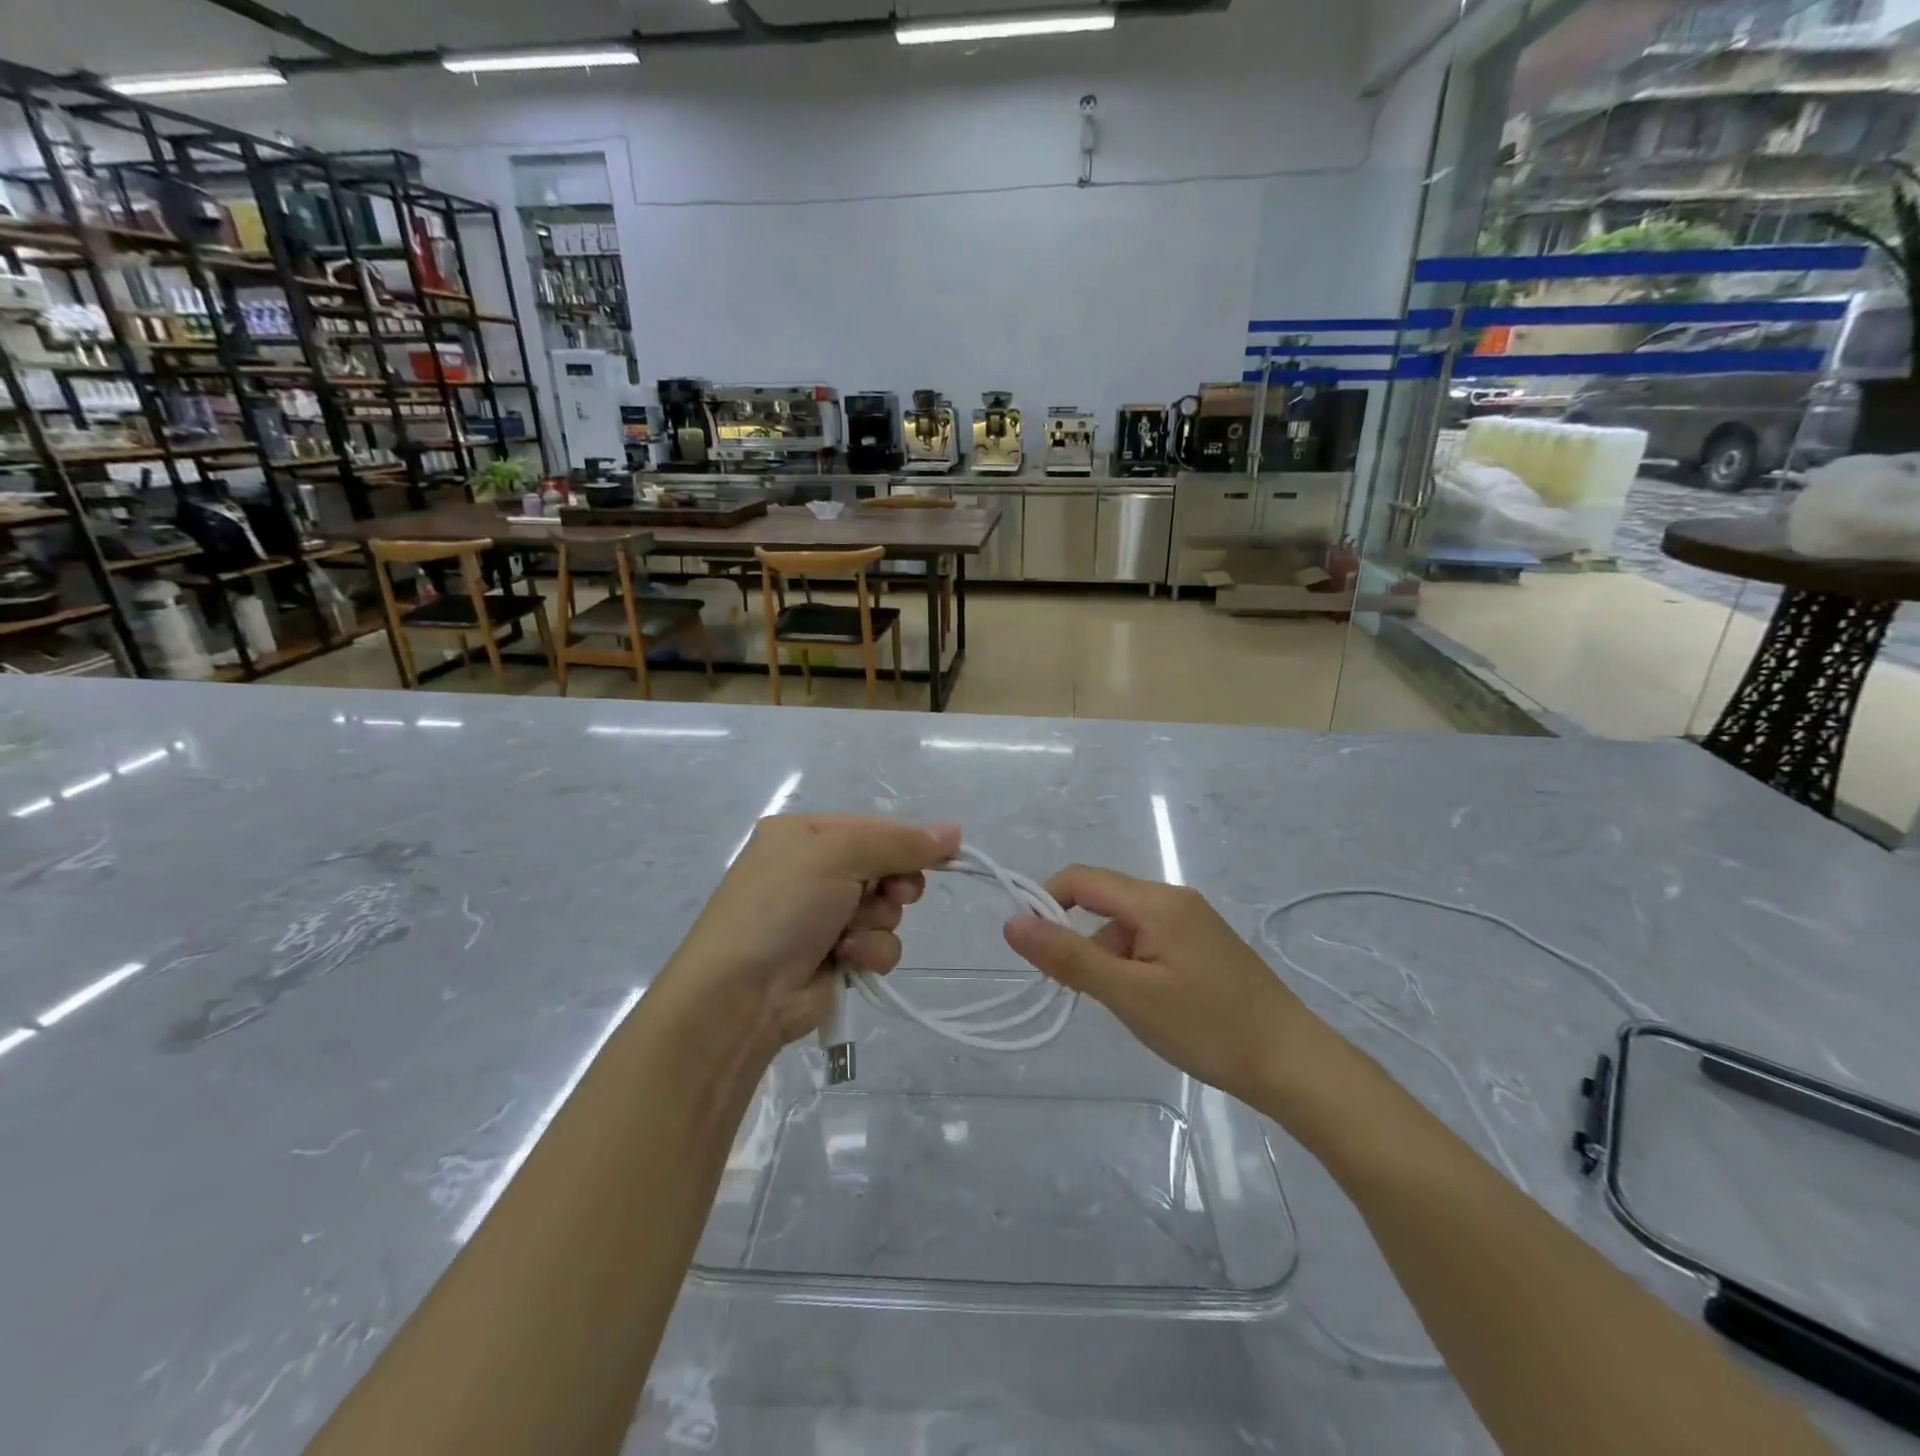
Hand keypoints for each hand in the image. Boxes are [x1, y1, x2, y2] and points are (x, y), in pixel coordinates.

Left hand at [662, 815, 960, 1056]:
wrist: (741, 994)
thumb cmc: (783, 906)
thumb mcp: (837, 855)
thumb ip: (898, 842)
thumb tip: (954, 830)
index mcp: (805, 834)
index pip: (874, 827)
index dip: (909, 841)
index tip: (944, 853)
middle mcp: (814, 870)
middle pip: (886, 867)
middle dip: (894, 884)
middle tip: (893, 895)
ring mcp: (825, 915)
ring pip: (887, 909)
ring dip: (879, 922)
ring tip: (851, 934)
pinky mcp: (837, 956)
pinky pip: (879, 944)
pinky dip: (870, 951)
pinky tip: (848, 958)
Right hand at [1003, 865, 1321, 1106]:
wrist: (1293, 1063)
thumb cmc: (1207, 1027)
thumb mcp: (1129, 995)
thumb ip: (1069, 957)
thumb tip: (1012, 922)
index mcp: (1156, 901)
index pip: (1082, 879)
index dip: (1046, 901)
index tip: (1030, 947)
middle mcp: (1174, 899)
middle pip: (1104, 903)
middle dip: (1081, 941)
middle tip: (1082, 994)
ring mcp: (1193, 922)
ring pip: (1126, 928)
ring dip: (1109, 960)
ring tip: (1128, 1011)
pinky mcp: (1204, 946)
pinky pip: (1151, 942)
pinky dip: (1133, 967)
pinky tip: (1151, 1007)